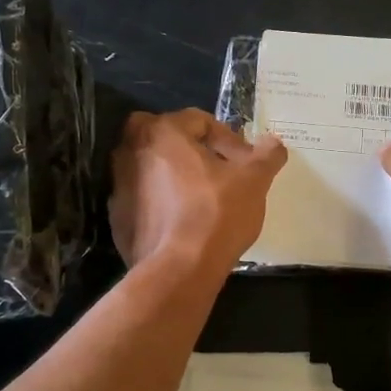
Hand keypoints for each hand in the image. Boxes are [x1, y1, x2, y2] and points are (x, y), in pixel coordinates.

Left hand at [110, 109, 288, 271]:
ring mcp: (118, 184)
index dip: (228, 139)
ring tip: (202, 198)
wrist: (179, 269)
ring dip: (175, 175)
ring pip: (152, 168)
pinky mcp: (116, 216)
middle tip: (219, 173)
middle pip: (168, 138)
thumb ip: (266, 155)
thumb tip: (274, 143)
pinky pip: (142, 197)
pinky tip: (183, 221)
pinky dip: (160, 202)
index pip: (199, 120)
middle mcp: (131, 150)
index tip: (245, 163)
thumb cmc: (217, 212)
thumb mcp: (254, 180)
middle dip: (194, 151)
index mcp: (162, 131)